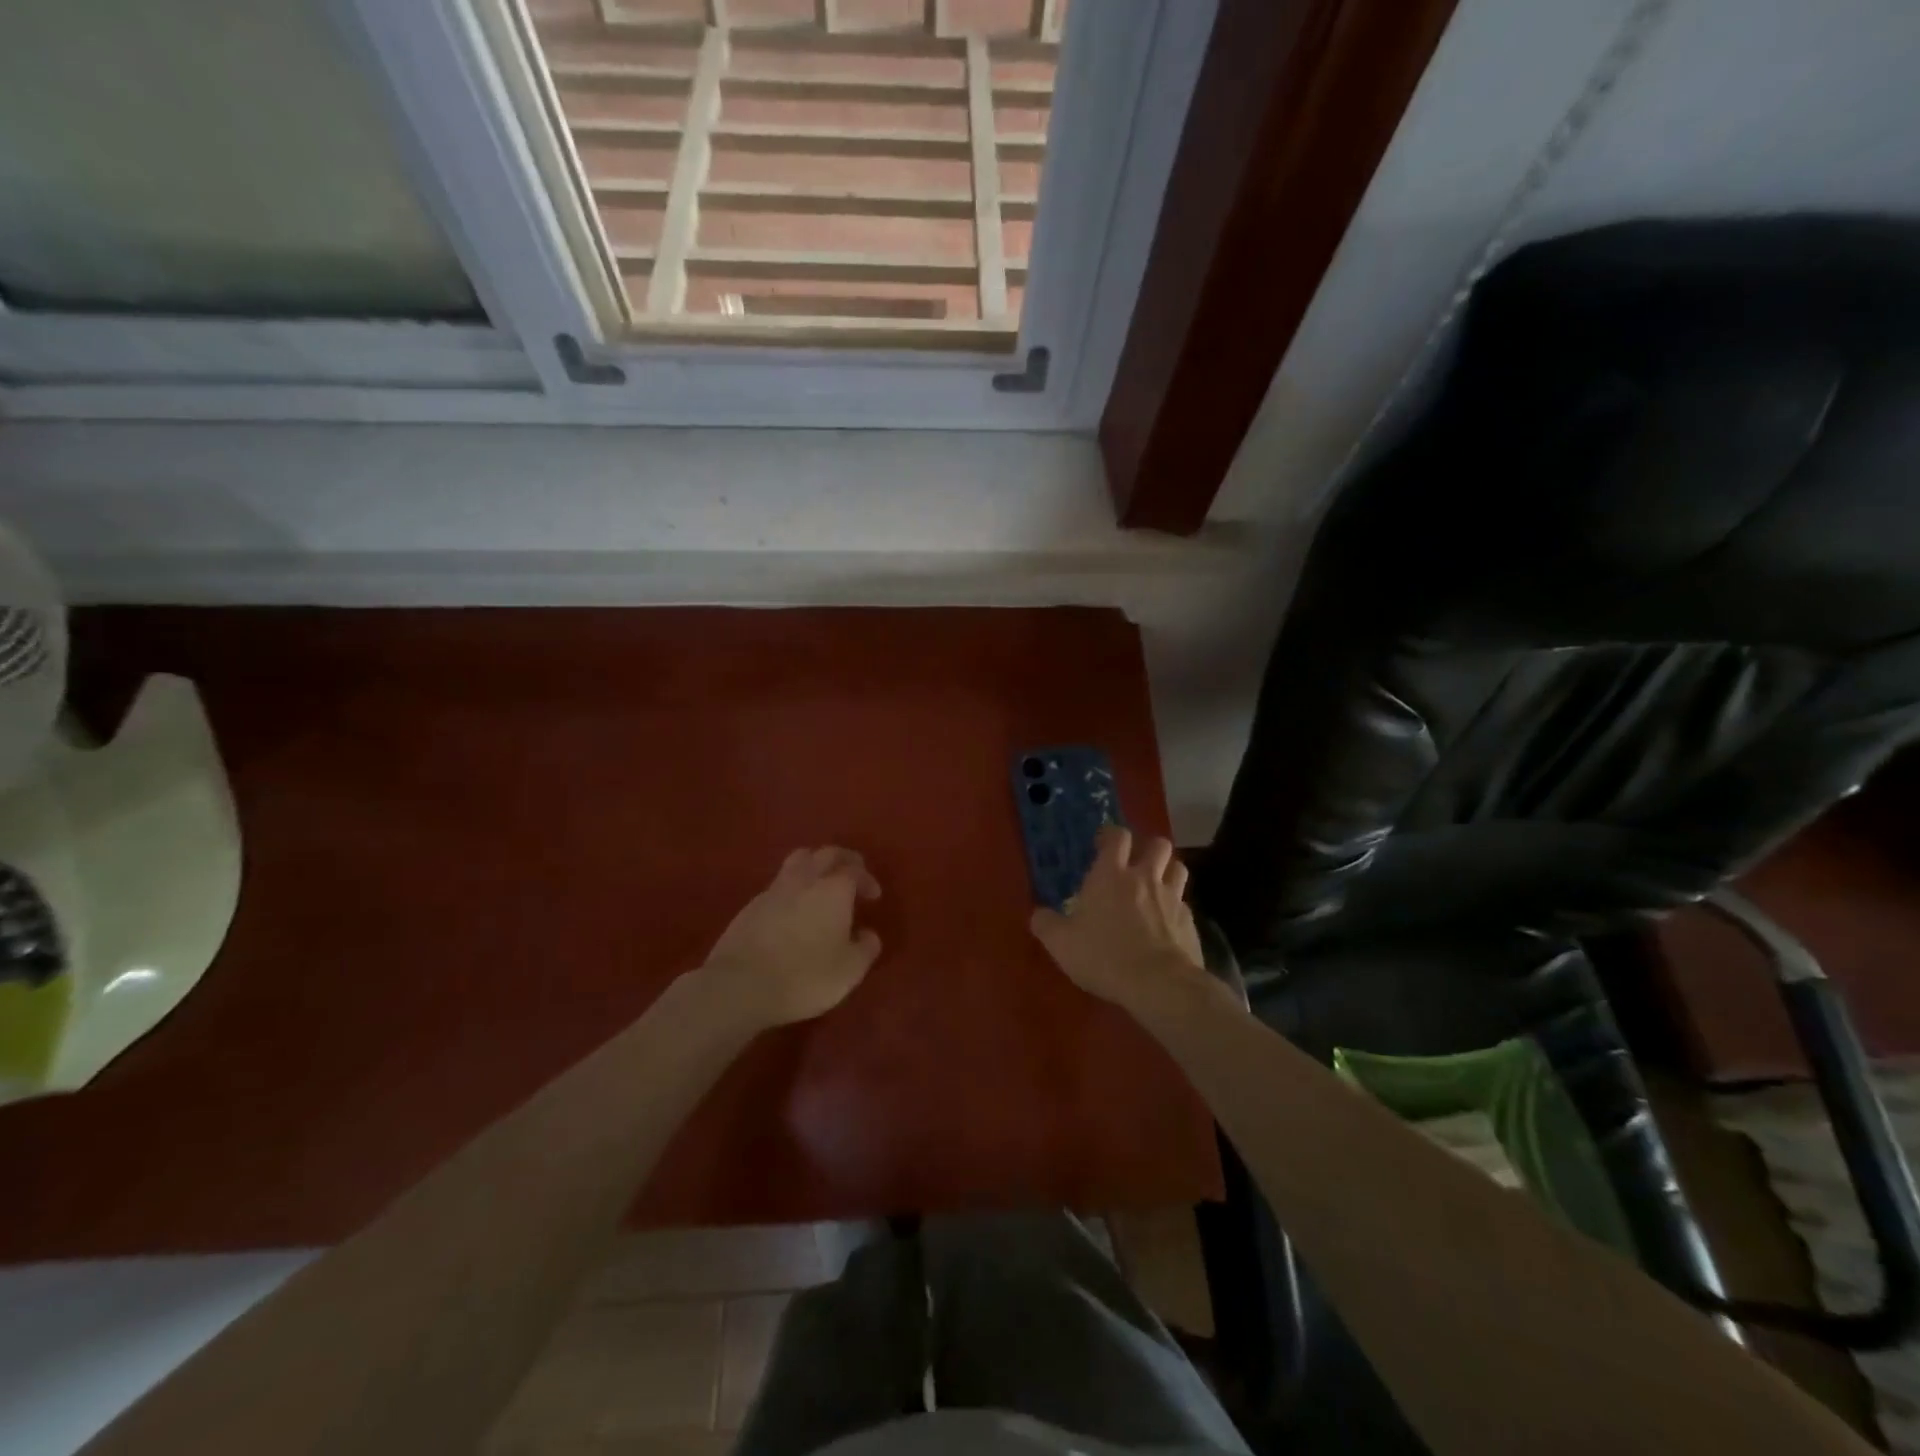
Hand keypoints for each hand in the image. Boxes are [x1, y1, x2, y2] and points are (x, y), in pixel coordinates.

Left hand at [701, 847, 882, 1028]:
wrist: (740, 986)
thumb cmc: (805, 976)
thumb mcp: (849, 970)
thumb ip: (866, 948)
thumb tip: (869, 934)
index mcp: (833, 889)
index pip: (855, 869)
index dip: (867, 879)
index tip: (873, 896)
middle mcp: (805, 880)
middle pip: (825, 854)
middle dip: (843, 860)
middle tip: (852, 874)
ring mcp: (774, 890)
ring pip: (798, 861)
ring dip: (814, 866)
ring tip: (821, 886)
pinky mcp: (750, 906)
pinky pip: (778, 885)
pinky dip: (791, 889)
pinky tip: (793, 910)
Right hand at [1029, 827, 1205, 1010]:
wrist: (1160, 984)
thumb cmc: (1104, 956)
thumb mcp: (1061, 944)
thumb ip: (1046, 924)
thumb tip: (1038, 914)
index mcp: (1111, 875)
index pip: (1118, 837)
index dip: (1112, 836)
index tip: (1104, 844)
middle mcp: (1145, 878)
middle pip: (1158, 845)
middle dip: (1148, 848)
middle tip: (1135, 865)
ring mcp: (1172, 898)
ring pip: (1178, 868)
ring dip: (1168, 872)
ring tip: (1156, 887)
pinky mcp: (1190, 922)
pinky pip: (1185, 904)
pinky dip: (1176, 908)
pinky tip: (1167, 925)